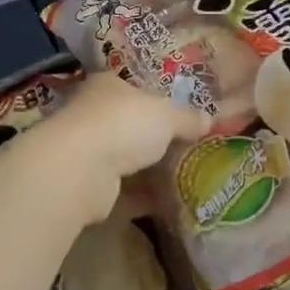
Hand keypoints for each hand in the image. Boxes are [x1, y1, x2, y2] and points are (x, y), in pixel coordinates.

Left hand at [32, 73, 208, 223]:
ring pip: (124, 159)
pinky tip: (169, 203)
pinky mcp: (87, 186)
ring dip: (148, 170)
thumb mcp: (167, 114)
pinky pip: (123, 190)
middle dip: (154, 139)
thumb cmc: (124, 124)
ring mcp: (86, 151)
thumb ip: (188, 117)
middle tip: (187, 150)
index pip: (133, 89)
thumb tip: (209, 119)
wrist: (80, 169)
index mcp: (107, 86)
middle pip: (129, 125)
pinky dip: (143, 197)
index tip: (180, 116)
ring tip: (183, 178)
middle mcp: (92, 115)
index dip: (156, 101)